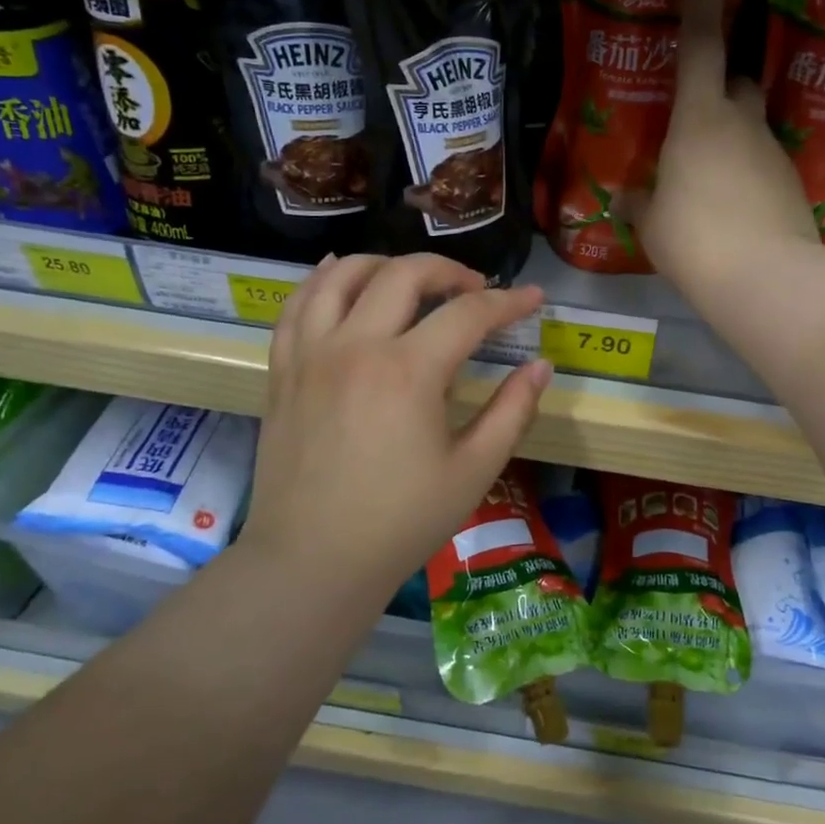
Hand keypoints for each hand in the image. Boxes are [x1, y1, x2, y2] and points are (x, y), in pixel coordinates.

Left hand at [243, 254, 552, 590]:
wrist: (312, 560)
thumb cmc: (401, 521)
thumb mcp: (474, 470)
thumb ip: (513, 411)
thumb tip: (540, 365)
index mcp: (408, 372)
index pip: (468, 313)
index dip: (509, 301)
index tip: (533, 299)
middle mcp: (356, 346)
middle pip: (405, 274)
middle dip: (450, 270)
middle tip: (475, 290)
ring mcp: (311, 354)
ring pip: (343, 274)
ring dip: (386, 263)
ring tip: (412, 279)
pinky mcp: (283, 369)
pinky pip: (297, 304)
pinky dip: (322, 279)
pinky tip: (340, 275)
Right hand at [632, 0, 817, 296]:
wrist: (764, 279)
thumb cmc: (693, 239)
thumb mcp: (652, 223)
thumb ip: (640, 203)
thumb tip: (627, 198)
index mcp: (699, 117)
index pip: (699, 39)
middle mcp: (742, 122)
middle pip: (737, 84)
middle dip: (719, 92)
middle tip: (694, 125)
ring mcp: (772, 152)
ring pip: (750, 128)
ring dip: (730, 143)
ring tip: (707, 189)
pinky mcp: (792, 184)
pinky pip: (762, 167)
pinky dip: (746, 179)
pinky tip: (732, 215)